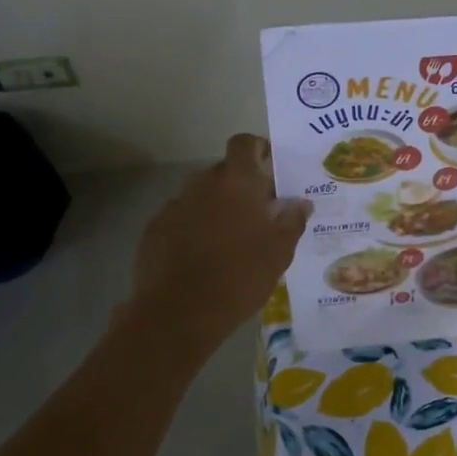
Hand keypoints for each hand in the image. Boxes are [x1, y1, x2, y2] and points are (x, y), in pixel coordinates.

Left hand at [131, 134, 310, 347]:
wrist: (180, 312)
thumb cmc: (240, 277)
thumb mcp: (279, 253)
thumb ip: (292, 222)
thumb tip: (301, 203)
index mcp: (238, 182)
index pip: (244, 144)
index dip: (257, 148)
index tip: (270, 166)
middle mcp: (203, 183)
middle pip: (224, 171)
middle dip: (241, 186)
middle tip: (258, 213)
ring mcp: (175, 205)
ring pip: (201, 195)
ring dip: (217, 207)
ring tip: (231, 239)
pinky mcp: (155, 228)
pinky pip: (181, 217)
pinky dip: (194, 227)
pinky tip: (202, 256)